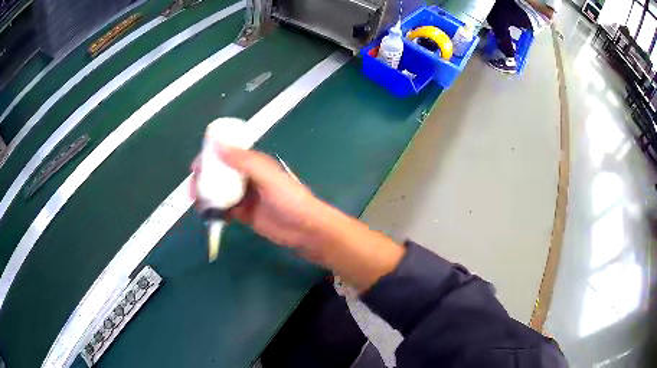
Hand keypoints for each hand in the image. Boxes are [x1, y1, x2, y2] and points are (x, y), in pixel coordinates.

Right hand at [190, 144, 327, 251]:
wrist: (305, 229)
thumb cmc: (290, 199)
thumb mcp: (268, 177)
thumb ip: (244, 161)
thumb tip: (217, 144)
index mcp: (253, 164)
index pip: (227, 154)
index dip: (210, 157)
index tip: (196, 165)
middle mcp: (246, 178)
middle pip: (219, 174)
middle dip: (204, 178)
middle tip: (193, 189)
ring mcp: (244, 197)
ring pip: (219, 192)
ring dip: (206, 195)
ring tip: (196, 202)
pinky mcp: (243, 214)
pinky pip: (223, 209)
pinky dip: (214, 210)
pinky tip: (207, 214)